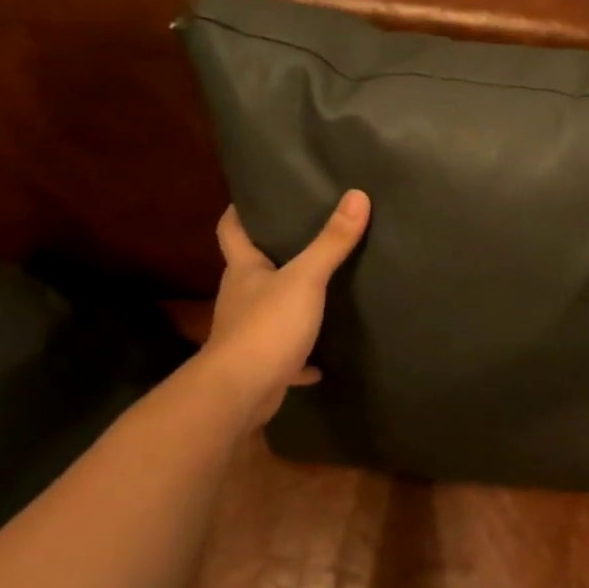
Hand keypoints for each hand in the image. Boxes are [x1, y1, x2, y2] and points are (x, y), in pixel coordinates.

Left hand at [197, 190, 369, 425]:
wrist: (241, 392)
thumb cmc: (266, 326)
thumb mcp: (305, 279)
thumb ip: (331, 242)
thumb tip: (357, 195)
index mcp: (244, 270)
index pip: (231, 230)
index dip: (239, 211)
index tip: (253, 197)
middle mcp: (241, 297)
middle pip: (253, 268)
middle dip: (273, 254)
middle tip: (306, 236)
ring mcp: (249, 332)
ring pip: (270, 310)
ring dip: (290, 303)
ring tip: (322, 289)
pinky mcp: (262, 363)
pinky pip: (286, 353)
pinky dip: (303, 355)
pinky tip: (323, 359)